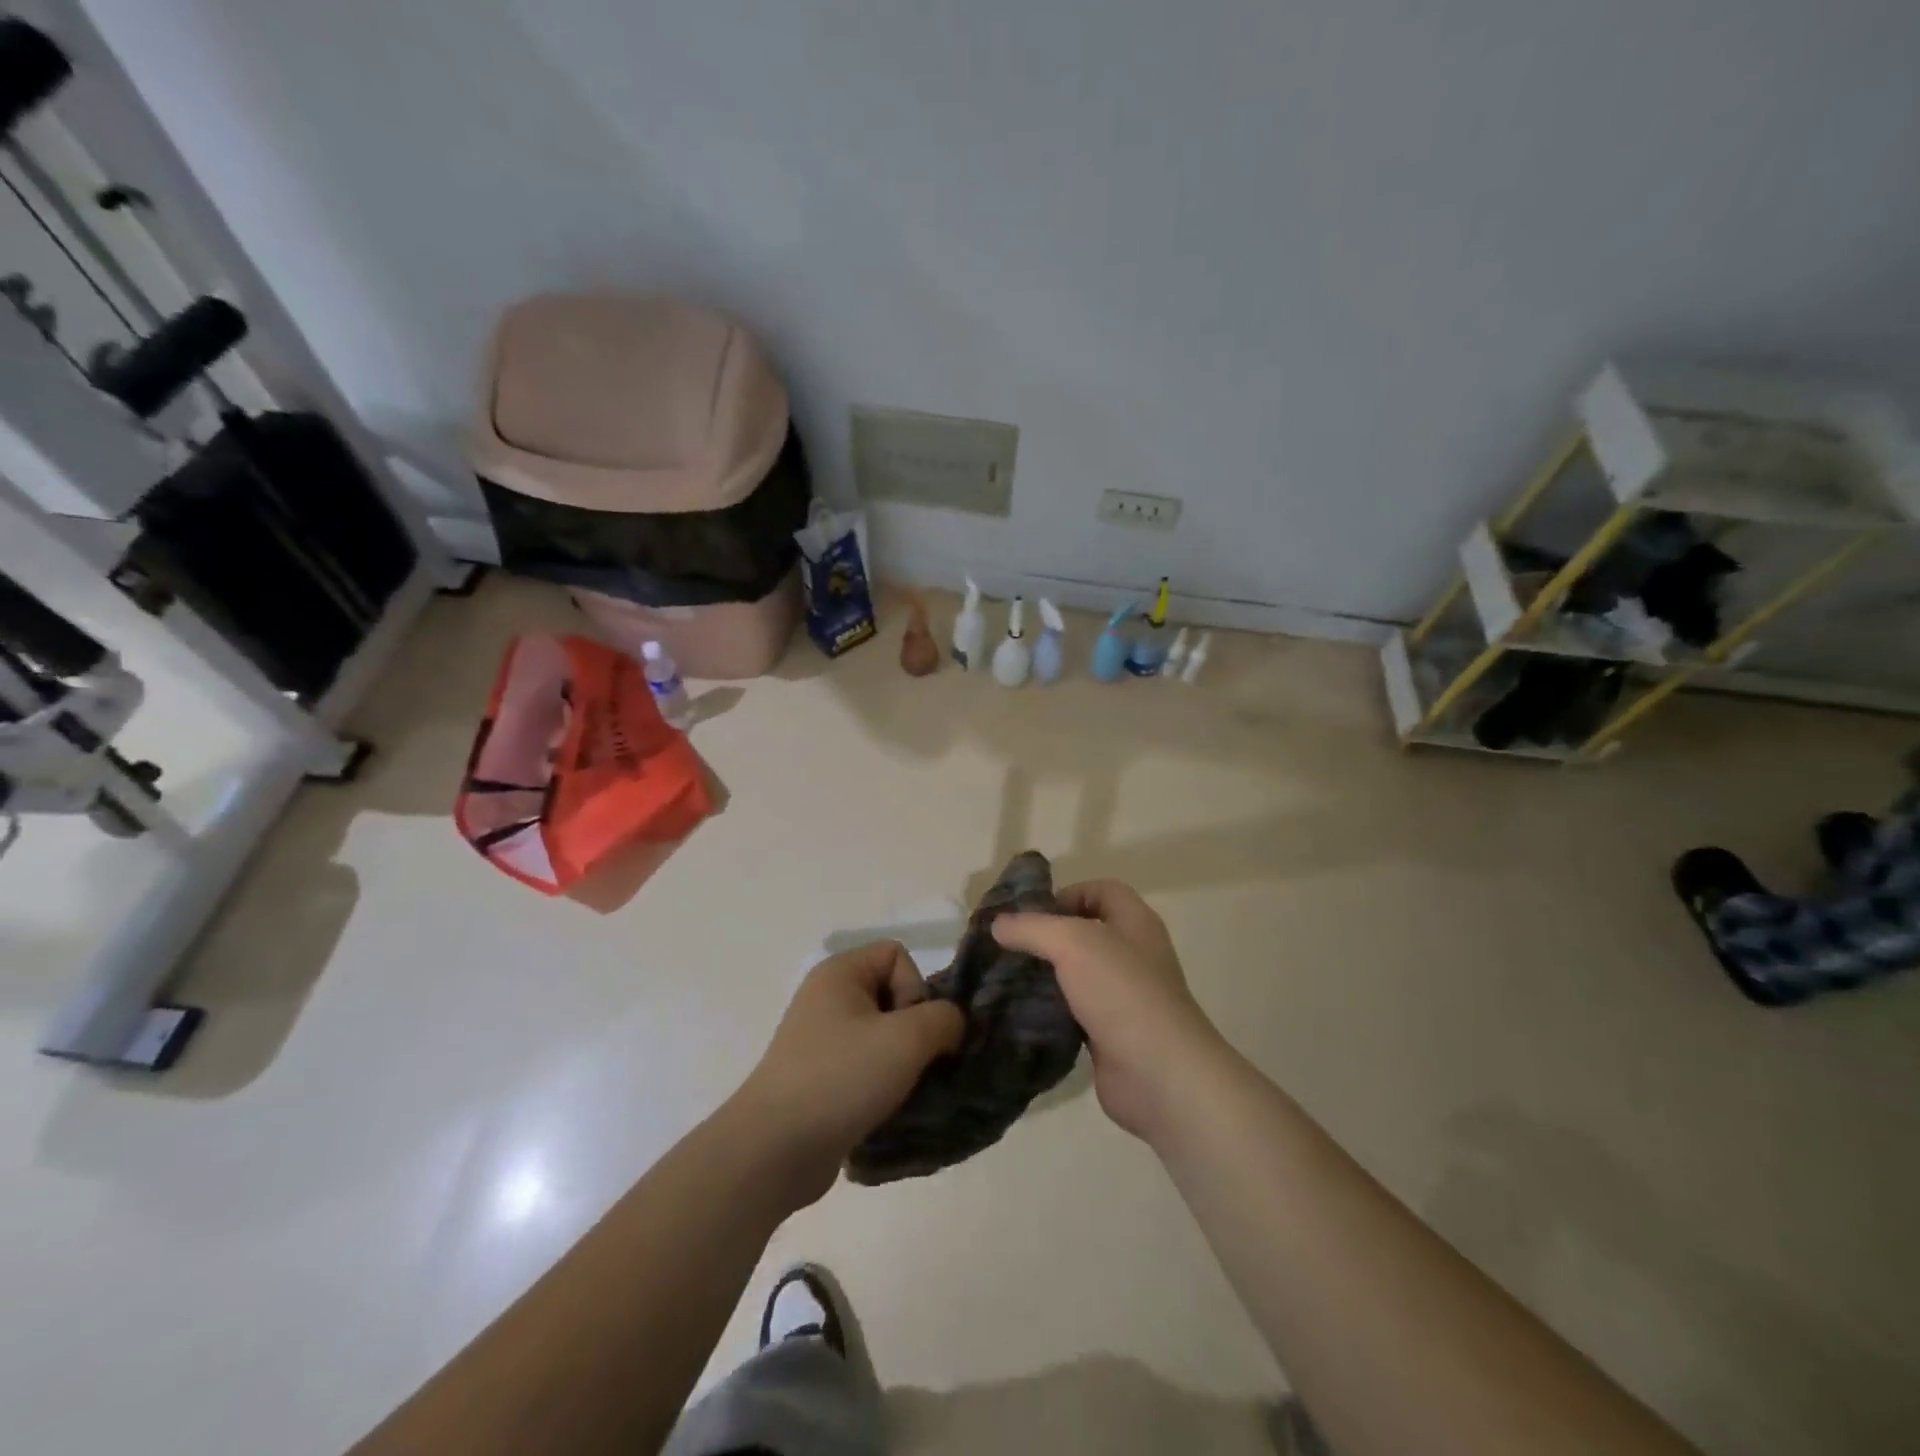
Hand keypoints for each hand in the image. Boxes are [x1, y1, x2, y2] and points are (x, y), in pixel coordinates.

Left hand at [731, 942, 965, 1206]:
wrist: (773, 1150)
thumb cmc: (841, 1078)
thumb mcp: (907, 1040)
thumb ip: (944, 1019)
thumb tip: (952, 1025)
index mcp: (840, 973)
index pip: (897, 955)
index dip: (915, 988)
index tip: (910, 1031)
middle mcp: (827, 998)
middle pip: (893, 995)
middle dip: (913, 1031)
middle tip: (910, 1065)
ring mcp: (820, 1040)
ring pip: (882, 1035)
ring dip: (902, 1063)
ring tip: (901, 1093)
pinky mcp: (819, 1077)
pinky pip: (865, 1066)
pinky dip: (882, 1085)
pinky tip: (884, 1111)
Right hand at [993, 881, 1225, 1145]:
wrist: (1160, 1076)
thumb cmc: (1122, 993)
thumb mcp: (1072, 944)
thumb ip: (1033, 928)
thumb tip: (998, 924)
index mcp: (1135, 923)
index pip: (1101, 891)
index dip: (1067, 893)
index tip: (1030, 914)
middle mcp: (1133, 955)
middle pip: (1085, 933)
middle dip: (1046, 937)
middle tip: (1006, 947)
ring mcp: (1123, 997)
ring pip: (1076, 975)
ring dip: (1044, 976)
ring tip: (1004, 979)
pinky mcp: (1109, 1034)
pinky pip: (1073, 1012)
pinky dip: (1049, 1012)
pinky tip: (1020, 1015)